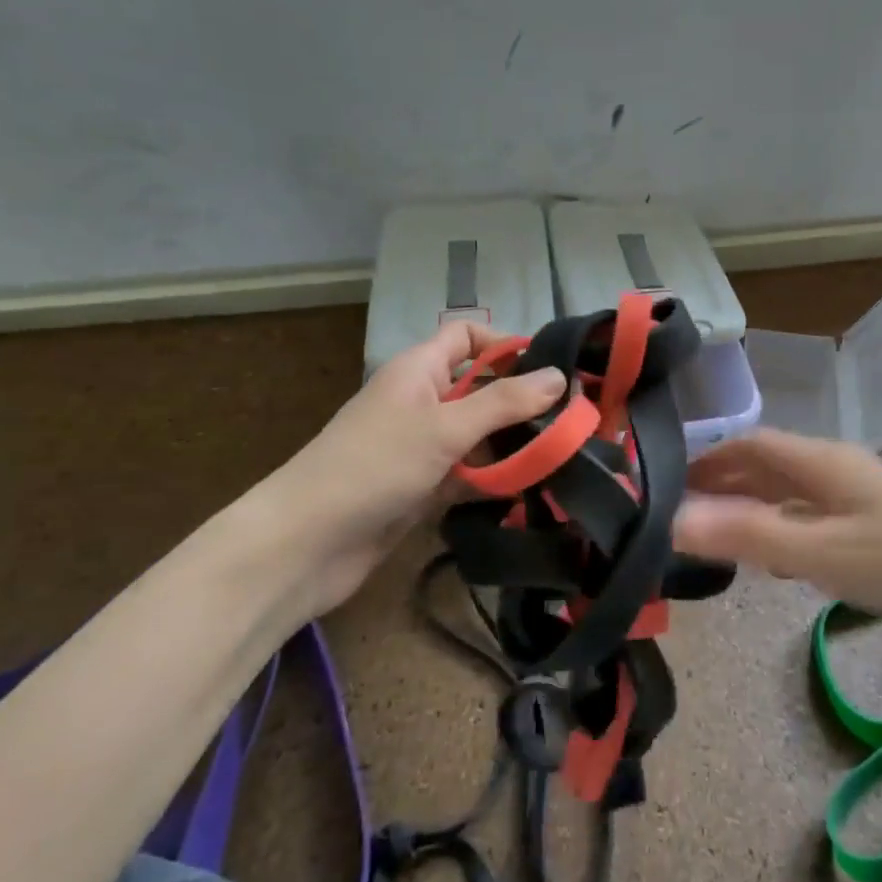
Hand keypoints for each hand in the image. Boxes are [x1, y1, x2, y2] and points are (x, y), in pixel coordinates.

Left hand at [250, 323, 567, 615]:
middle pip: (481, 388)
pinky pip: (470, 473)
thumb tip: (560, 376)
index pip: (466, 336)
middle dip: (522, 401)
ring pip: (480, 435)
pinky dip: (496, 478)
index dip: (505, 343)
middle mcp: (423, 402)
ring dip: (514, 444)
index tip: (550, 369)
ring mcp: (423, 447)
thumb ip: (505, 402)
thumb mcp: (445, 427)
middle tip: (574, 418)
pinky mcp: (425, 488)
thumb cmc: (374, 466)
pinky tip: (534, 489)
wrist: (306, 545)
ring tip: (566, 455)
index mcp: (419, 370)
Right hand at [673, 429, 881, 672]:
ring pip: (793, 496)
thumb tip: (671, 517)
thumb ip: (748, 534)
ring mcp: (863, 504)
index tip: (667, 482)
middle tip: (681, 513)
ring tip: (716, 535)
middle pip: (770, 467)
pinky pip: (816, 524)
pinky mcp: (881, 536)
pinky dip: (785, 534)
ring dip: (753, 509)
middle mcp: (839, 473)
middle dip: (725, 483)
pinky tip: (777, 562)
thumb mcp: (824, 551)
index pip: (751, 445)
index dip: (709, 459)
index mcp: (823, 462)